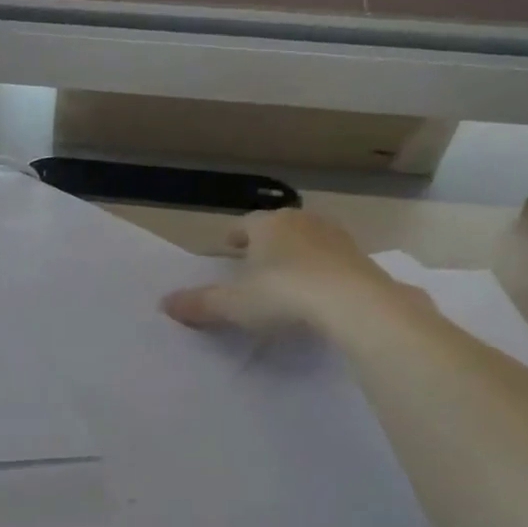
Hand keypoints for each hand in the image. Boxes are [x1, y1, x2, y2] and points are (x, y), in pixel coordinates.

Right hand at [162, 209, 403, 335]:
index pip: (244, 224)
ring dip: (295, 255)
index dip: (233, 237)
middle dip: (265, 243)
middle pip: (278, 228)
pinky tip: (317, 292)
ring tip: (285, 277)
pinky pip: (332, 261)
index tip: (227, 248)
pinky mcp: (363, 258)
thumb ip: (199, 303)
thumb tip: (164, 303)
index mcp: (267, 225)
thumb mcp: (232, 304)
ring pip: (307, 241)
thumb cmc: (283, 295)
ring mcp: (337, 238)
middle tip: (254, 262)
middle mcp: (302, 222)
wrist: (355, 304)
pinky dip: (321, 271)